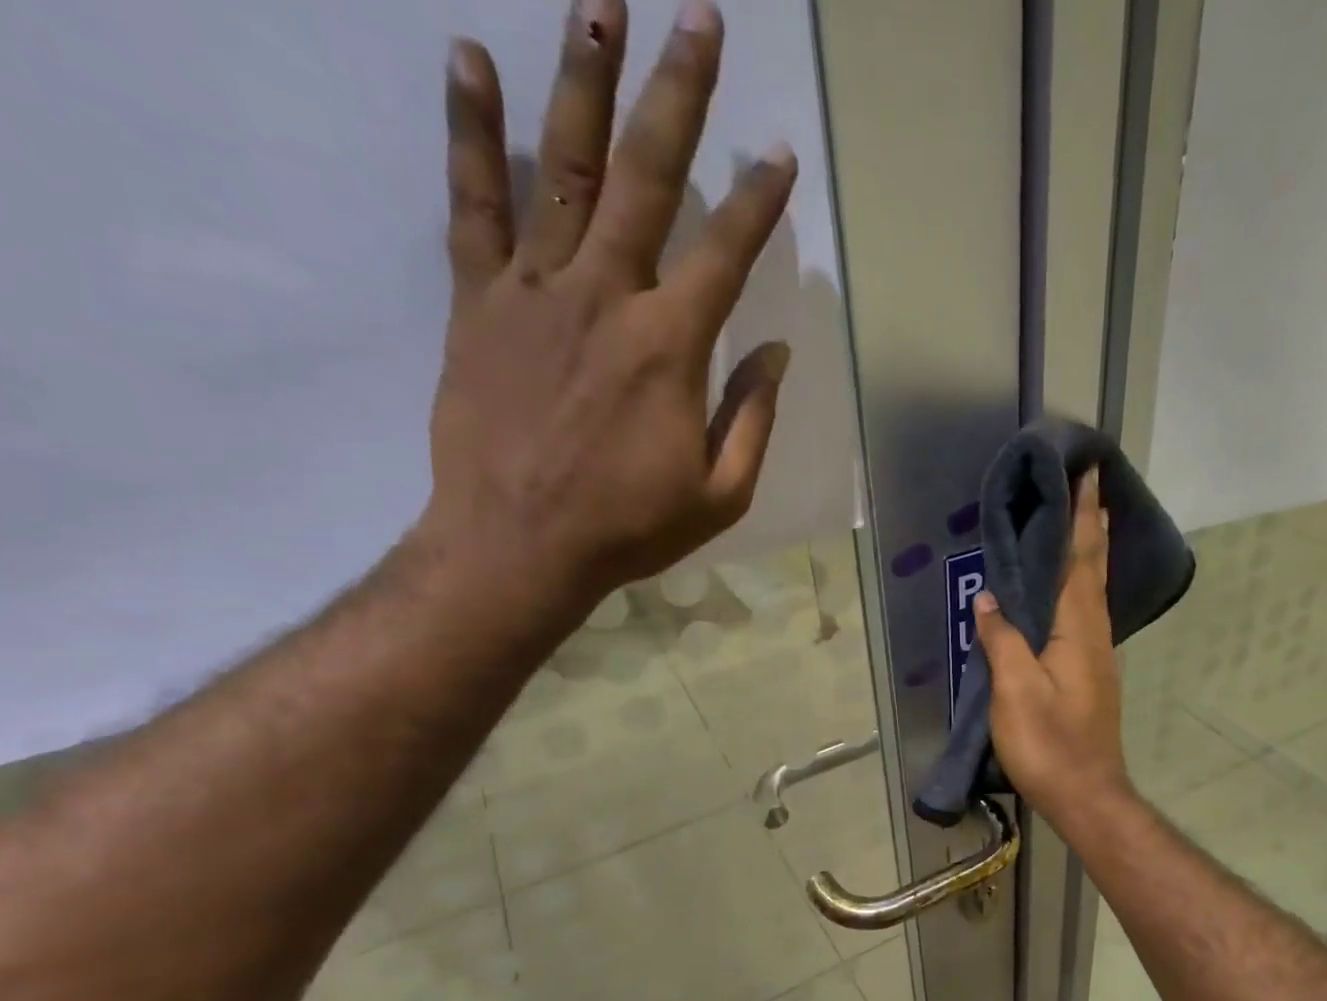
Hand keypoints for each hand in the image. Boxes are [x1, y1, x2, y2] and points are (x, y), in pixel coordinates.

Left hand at [423, 0, 794, 613]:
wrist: (519, 546)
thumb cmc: (630, 527)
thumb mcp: (720, 494)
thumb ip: (752, 420)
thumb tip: (776, 356)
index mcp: (671, 347)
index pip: (726, 254)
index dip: (759, 202)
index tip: (780, 153)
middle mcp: (607, 296)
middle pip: (648, 177)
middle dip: (678, 94)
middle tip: (698, 16)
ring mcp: (536, 289)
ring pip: (563, 167)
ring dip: (584, 79)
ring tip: (599, 0)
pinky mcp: (479, 300)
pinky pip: (473, 203)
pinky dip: (471, 130)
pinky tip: (471, 59)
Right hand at [971, 471, 1134, 826]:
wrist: (1086, 795)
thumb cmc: (1048, 744)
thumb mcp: (1016, 691)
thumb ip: (1003, 640)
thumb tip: (989, 597)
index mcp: (1079, 631)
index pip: (1082, 560)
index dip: (1084, 517)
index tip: (1088, 475)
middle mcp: (1095, 636)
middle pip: (1094, 571)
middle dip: (1092, 527)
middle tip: (1089, 488)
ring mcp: (1096, 657)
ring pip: (1092, 593)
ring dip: (1088, 555)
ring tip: (1081, 525)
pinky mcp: (1089, 676)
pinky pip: (1084, 616)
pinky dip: (1078, 588)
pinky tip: (1068, 591)